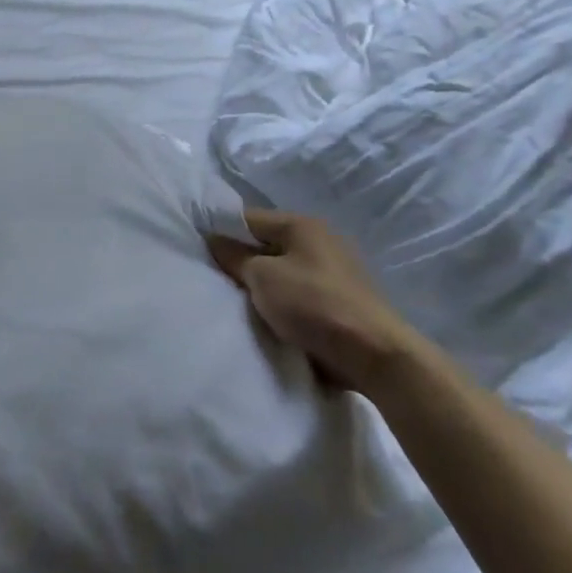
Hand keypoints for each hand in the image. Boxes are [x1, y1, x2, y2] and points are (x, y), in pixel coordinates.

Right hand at [209, 209, 425, 398]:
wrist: (374, 354)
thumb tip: (213, 240)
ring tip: (236, 301)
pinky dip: (282, 303)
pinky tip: (267, 317)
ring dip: (262, 285)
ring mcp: (334, 271)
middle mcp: (320, 240)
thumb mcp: (262, 277)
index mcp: (302, 225)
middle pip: (266, 245)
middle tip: (213, 279)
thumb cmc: (313, 304)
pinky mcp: (340, 300)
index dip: (221, 232)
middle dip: (241, 261)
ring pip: (282, 271)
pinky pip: (298, 294)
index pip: (248, 218)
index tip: (197, 251)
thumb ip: (235, 256)